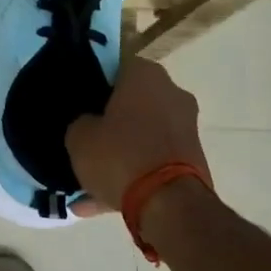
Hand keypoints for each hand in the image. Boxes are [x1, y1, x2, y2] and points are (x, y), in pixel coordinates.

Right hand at [66, 57, 209, 212]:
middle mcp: (172, 93)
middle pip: (131, 103)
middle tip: (84, 138)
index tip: (78, 101)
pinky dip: (131, 175)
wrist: (169, 205)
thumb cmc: (120, 155)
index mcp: (145, 75)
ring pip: (141, 136)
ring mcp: (185, 127)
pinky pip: (152, 161)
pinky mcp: (192, 160)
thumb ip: (80, 122)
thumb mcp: (78, 137)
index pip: (115, 66)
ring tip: (86, 181)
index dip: (93, 82)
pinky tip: (100, 203)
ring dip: (118, 154)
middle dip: (109, 122)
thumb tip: (89, 123)